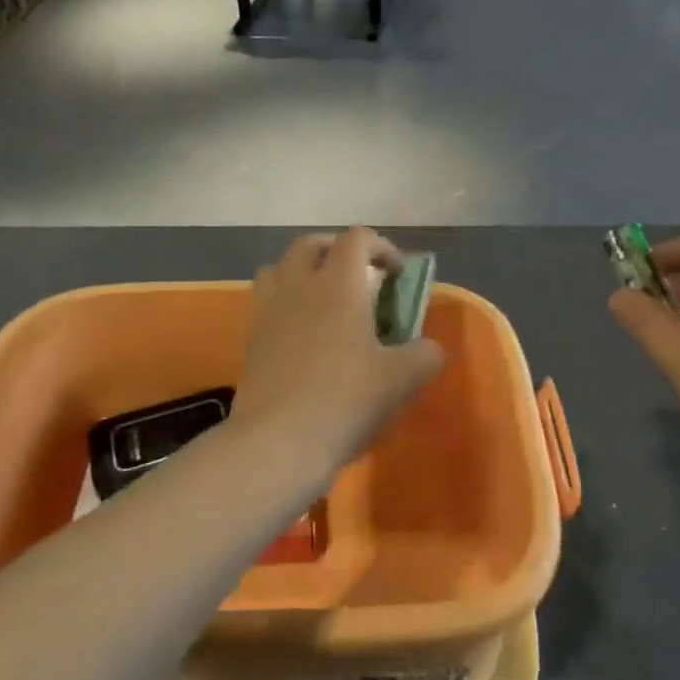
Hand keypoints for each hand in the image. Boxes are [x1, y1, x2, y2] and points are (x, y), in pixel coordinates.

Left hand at [232, 227, 444, 476]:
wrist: (278, 441)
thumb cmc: (345, 400)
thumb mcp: (402, 379)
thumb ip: (425, 355)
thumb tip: (429, 348)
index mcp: (337, 284)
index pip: (356, 238)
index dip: (381, 246)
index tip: (396, 273)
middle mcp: (298, 285)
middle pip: (310, 244)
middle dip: (336, 250)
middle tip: (358, 277)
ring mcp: (268, 310)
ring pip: (278, 267)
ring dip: (302, 271)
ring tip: (321, 298)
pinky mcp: (250, 338)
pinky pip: (265, 301)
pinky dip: (283, 302)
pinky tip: (300, 333)